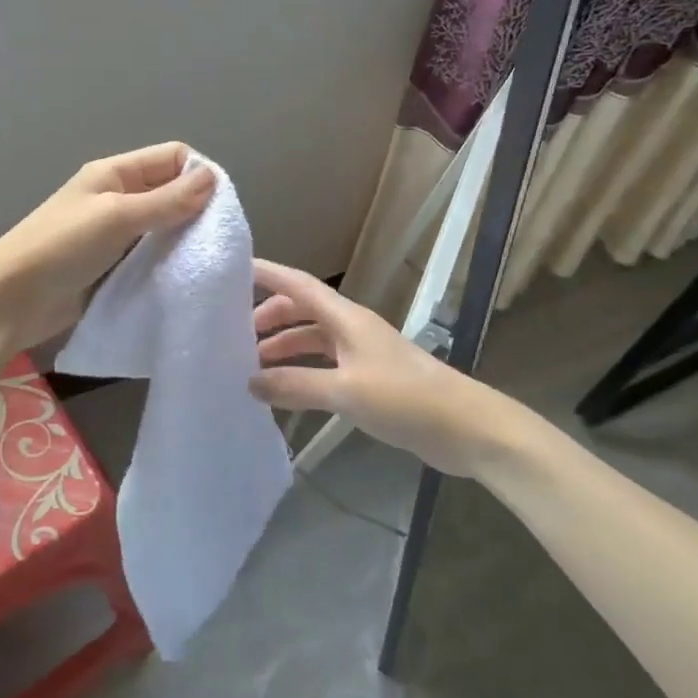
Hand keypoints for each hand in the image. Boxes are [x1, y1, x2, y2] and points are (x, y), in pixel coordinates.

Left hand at [0, 143, 215, 350]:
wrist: (10, 300)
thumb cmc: (62, 247)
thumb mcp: (117, 216)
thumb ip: (166, 200)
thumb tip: (212, 178)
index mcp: (114, 173)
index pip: (172, 157)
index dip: (199, 173)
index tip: (222, 207)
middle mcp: (117, 198)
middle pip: (169, 192)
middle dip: (196, 209)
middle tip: (220, 239)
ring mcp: (113, 234)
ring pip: (162, 227)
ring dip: (183, 240)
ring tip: (208, 260)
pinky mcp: (112, 267)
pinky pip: (149, 257)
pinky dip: (167, 263)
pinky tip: (184, 277)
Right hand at [249, 260, 506, 476]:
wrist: (465, 427)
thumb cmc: (405, 398)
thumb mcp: (345, 391)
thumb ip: (295, 385)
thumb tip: (250, 382)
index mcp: (346, 319)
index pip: (299, 285)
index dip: (268, 274)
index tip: (232, 270)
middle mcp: (352, 329)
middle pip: (302, 311)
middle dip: (269, 318)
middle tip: (235, 337)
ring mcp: (362, 354)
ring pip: (313, 340)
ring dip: (284, 347)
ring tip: (252, 368)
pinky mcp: (370, 380)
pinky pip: (325, 366)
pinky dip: (302, 372)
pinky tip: (286, 392)